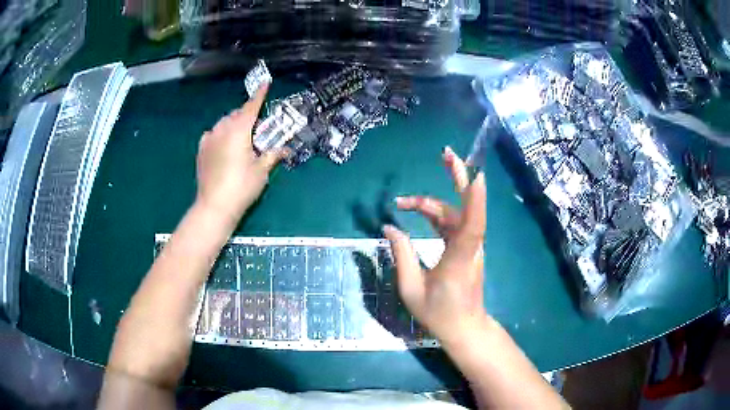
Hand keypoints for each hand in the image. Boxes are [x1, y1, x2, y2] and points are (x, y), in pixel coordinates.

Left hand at [195, 84, 283, 224]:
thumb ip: (272, 155)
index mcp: (239, 131)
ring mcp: (209, 139)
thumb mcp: (261, 171)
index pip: (251, 107)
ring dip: (234, 124)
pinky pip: (212, 134)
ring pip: (223, 123)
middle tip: (257, 127)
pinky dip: (220, 134)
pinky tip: (223, 144)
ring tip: (241, 137)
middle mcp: (222, 129)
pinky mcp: (201, 150)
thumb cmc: (242, 187)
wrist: (215, 206)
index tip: (265, 82)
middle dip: (247, 115)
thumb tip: (285, 149)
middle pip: (237, 114)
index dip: (259, 94)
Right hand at [383, 147, 486, 345]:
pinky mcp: (466, 249)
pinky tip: (418, 212)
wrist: (464, 328)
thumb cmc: (438, 314)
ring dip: (430, 204)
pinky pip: (453, 224)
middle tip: (446, 153)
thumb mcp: (411, 289)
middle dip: (458, 177)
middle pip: (464, 208)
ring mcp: (470, 247)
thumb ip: (402, 254)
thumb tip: (390, 227)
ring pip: (453, 215)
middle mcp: (469, 247)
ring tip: (402, 202)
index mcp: (458, 259)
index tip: (476, 173)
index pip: (472, 225)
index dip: (475, 199)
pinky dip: (435, 215)